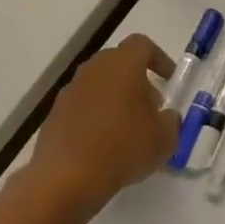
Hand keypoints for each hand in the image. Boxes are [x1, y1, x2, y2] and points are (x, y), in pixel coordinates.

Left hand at [20, 34, 178, 218]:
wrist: (66, 178)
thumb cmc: (123, 148)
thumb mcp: (165, 138)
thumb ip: (171, 121)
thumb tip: (166, 116)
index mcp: (123, 64)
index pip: (142, 45)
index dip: (159, 59)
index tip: (169, 80)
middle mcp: (94, 70)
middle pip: (118, 62)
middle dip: (137, 79)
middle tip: (150, 105)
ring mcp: (70, 92)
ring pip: (98, 84)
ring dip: (114, 98)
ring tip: (128, 128)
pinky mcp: (53, 115)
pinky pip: (81, 106)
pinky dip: (95, 116)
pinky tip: (104, 143)